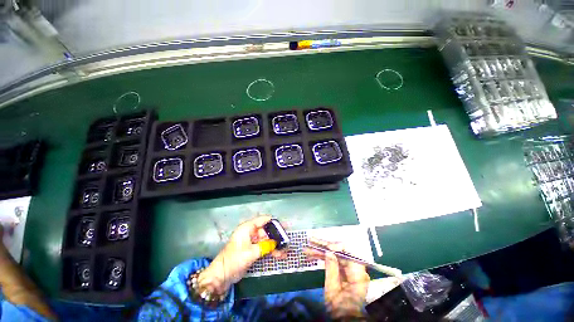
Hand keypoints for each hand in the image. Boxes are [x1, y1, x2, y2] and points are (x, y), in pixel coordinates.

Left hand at [201, 215, 285, 293]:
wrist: (221, 276)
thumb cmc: (234, 260)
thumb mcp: (251, 252)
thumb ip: (265, 246)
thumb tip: (276, 243)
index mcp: (247, 228)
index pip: (263, 220)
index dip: (274, 222)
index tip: (284, 226)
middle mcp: (250, 232)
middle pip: (266, 231)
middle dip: (276, 236)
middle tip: (287, 240)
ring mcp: (251, 242)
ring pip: (266, 240)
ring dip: (275, 245)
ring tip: (285, 251)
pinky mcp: (251, 250)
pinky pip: (263, 247)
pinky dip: (270, 251)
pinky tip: (279, 255)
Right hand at [305, 238, 369, 318]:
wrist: (343, 319)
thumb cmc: (339, 307)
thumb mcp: (333, 289)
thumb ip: (331, 268)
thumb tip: (328, 251)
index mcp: (358, 273)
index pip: (349, 252)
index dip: (336, 246)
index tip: (325, 246)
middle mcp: (355, 268)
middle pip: (339, 252)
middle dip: (324, 247)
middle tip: (311, 241)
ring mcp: (349, 269)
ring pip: (334, 255)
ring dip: (320, 252)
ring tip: (307, 249)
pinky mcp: (343, 271)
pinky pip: (333, 261)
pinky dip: (322, 258)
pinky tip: (312, 256)